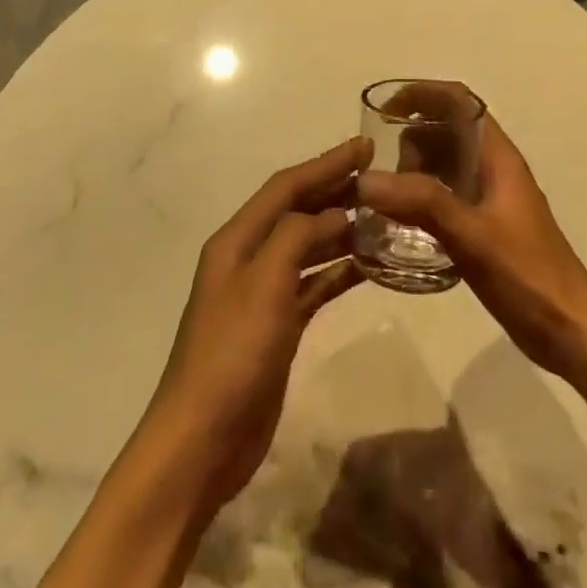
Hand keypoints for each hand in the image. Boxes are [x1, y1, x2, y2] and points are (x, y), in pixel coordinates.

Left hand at [142, 137, 370, 509]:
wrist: (203, 439)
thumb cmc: (232, 353)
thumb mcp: (264, 284)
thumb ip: (296, 237)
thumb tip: (333, 213)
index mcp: (236, 240)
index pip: (285, 188)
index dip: (324, 164)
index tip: (365, 147)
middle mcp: (248, 258)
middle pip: (297, 213)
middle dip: (335, 192)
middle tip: (381, 178)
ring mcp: (263, 294)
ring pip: (308, 248)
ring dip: (341, 231)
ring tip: (383, 218)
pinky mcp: (278, 327)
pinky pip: (314, 286)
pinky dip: (339, 272)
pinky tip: (369, 267)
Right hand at [357, 114, 586, 384]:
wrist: (571, 331)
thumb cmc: (529, 275)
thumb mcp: (473, 235)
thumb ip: (421, 203)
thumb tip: (365, 179)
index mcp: (497, 157)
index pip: (458, 102)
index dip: (422, 94)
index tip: (384, 109)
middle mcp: (492, 169)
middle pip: (445, 131)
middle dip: (409, 141)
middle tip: (385, 177)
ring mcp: (488, 199)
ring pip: (442, 165)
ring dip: (412, 172)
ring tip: (387, 203)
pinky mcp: (482, 227)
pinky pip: (442, 196)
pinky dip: (419, 198)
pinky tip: (400, 225)